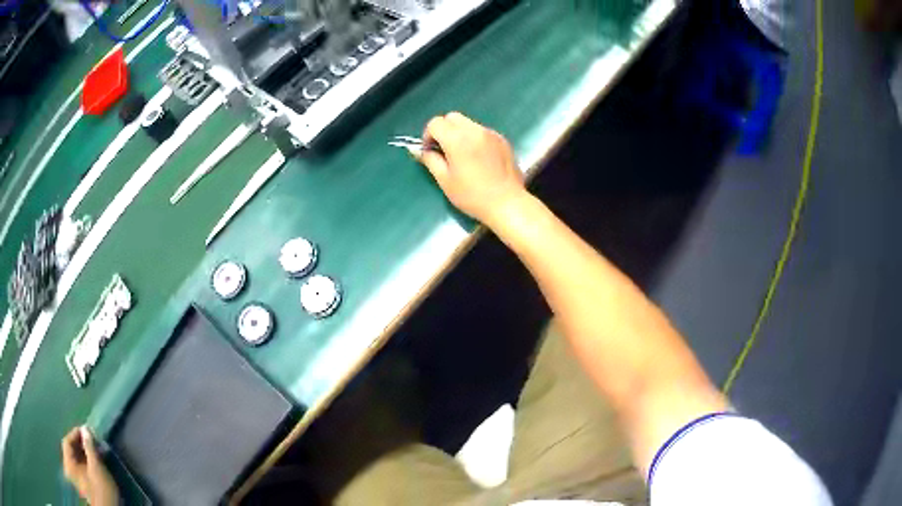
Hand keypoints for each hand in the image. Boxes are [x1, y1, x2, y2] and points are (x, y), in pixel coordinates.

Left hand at [61, 426, 119, 505]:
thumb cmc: (101, 489)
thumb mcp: (97, 467)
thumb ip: (89, 447)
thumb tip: (85, 429)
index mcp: (68, 464)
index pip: (67, 442)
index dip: (75, 434)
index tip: (86, 430)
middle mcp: (69, 470)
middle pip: (72, 451)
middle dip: (82, 444)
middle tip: (93, 440)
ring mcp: (76, 479)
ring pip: (78, 460)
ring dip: (86, 453)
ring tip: (97, 451)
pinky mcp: (84, 486)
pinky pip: (82, 468)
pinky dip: (88, 462)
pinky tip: (96, 462)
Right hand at [417, 112, 526, 226]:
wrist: (507, 203)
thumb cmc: (472, 196)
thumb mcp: (445, 180)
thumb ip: (430, 160)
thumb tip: (419, 150)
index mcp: (458, 139)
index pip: (436, 123)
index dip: (428, 135)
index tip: (431, 151)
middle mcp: (475, 130)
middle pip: (452, 117)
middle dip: (444, 130)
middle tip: (444, 150)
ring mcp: (491, 134)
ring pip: (468, 123)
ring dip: (460, 133)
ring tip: (463, 156)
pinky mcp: (502, 140)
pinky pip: (482, 132)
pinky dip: (475, 139)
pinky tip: (479, 159)